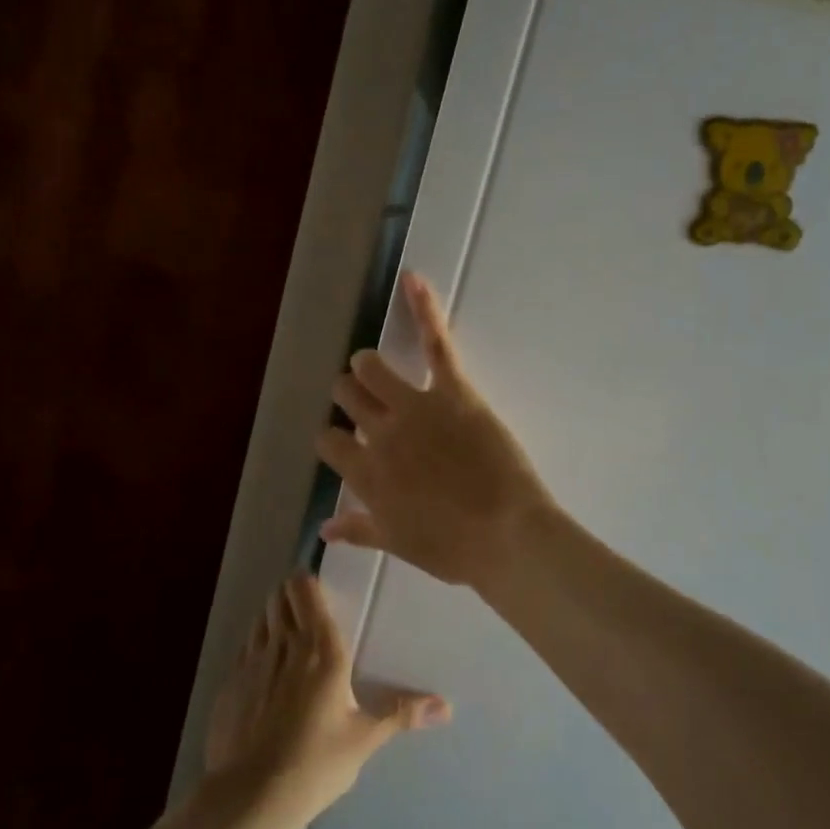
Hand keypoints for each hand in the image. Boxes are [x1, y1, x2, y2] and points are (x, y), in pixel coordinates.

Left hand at [204, 574, 449, 821]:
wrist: (249, 798)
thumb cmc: (316, 763)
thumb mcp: (364, 738)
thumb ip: (402, 714)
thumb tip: (447, 706)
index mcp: (321, 649)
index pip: (306, 591)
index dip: (309, 581)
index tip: (319, 587)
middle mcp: (284, 643)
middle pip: (280, 596)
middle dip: (291, 594)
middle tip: (308, 610)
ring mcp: (251, 660)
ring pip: (261, 617)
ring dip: (273, 616)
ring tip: (288, 635)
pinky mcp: (229, 682)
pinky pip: (245, 647)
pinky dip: (256, 645)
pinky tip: (265, 671)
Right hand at [316, 272, 554, 588]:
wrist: (506, 536)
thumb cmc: (454, 548)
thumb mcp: (399, 543)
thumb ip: (358, 529)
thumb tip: (323, 528)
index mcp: (365, 474)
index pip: (328, 441)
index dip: (335, 438)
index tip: (347, 441)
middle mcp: (379, 434)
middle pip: (346, 395)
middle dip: (350, 394)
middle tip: (365, 400)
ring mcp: (414, 408)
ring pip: (371, 367)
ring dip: (369, 365)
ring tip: (376, 367)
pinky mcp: (452, 391)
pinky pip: (434, 343)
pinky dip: (423, 308)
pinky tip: (412, 280)